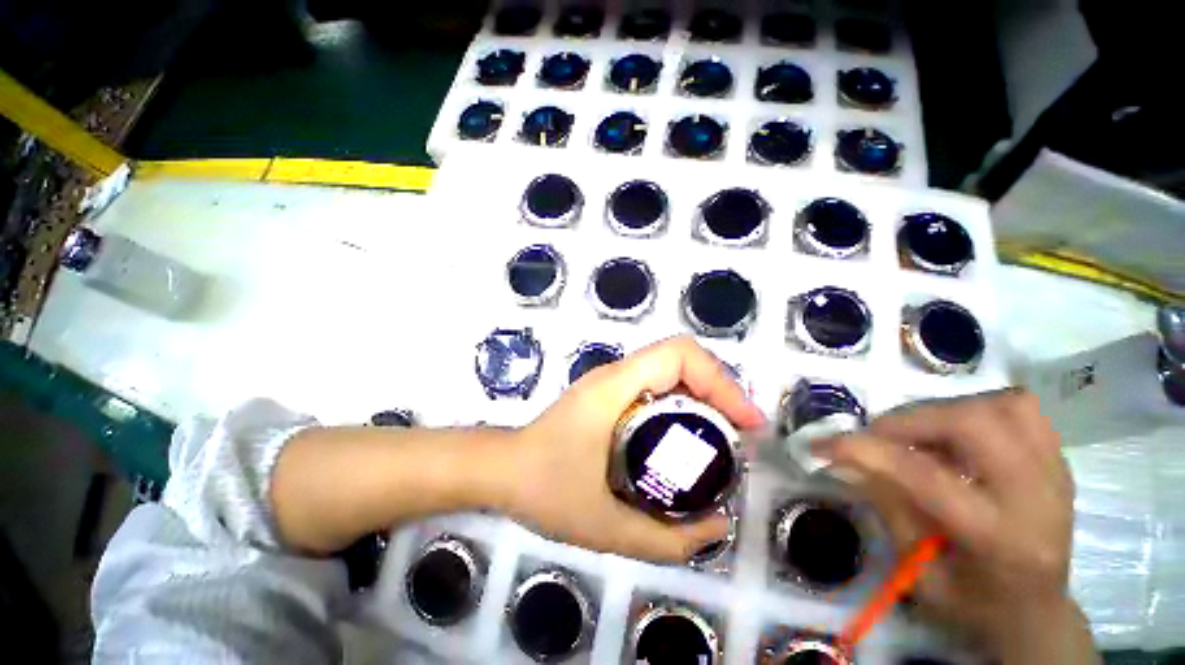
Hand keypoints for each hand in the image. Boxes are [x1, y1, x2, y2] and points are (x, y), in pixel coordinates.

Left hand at [503, 336, 765, 562]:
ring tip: (722, 436)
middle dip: (719, 388)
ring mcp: (611, 381)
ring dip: (704, 393)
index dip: (720, 379)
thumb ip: (666, 538)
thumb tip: (718, 525)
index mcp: (615, 387)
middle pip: (682, 357)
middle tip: (739, 433)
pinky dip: (684, 401)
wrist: (501, 470)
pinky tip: (688, 435)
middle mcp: (615, 374)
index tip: (744, 422)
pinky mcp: (609, 393)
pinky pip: (657, 384)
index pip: (679, 354)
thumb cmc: (543, 489)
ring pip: (671, 368)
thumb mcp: (606, 527)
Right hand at [818, 391, 1096, 662]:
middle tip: (877, 436)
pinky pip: (1019, 408)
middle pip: (972, 424)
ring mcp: (1055, 472)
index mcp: (999, 539)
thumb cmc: (974, 604)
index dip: (866, 452)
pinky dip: (978, 409)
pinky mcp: (1058, 459)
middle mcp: (1036, 496)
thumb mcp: (919, 575)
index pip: (926, 476)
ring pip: (998, 405)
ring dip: (944, 412)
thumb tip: (850, 459)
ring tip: (919, 435)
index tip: (822, 444)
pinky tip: (957, 434)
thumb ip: (889, 509)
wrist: (1037, 612)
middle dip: (909, 421)